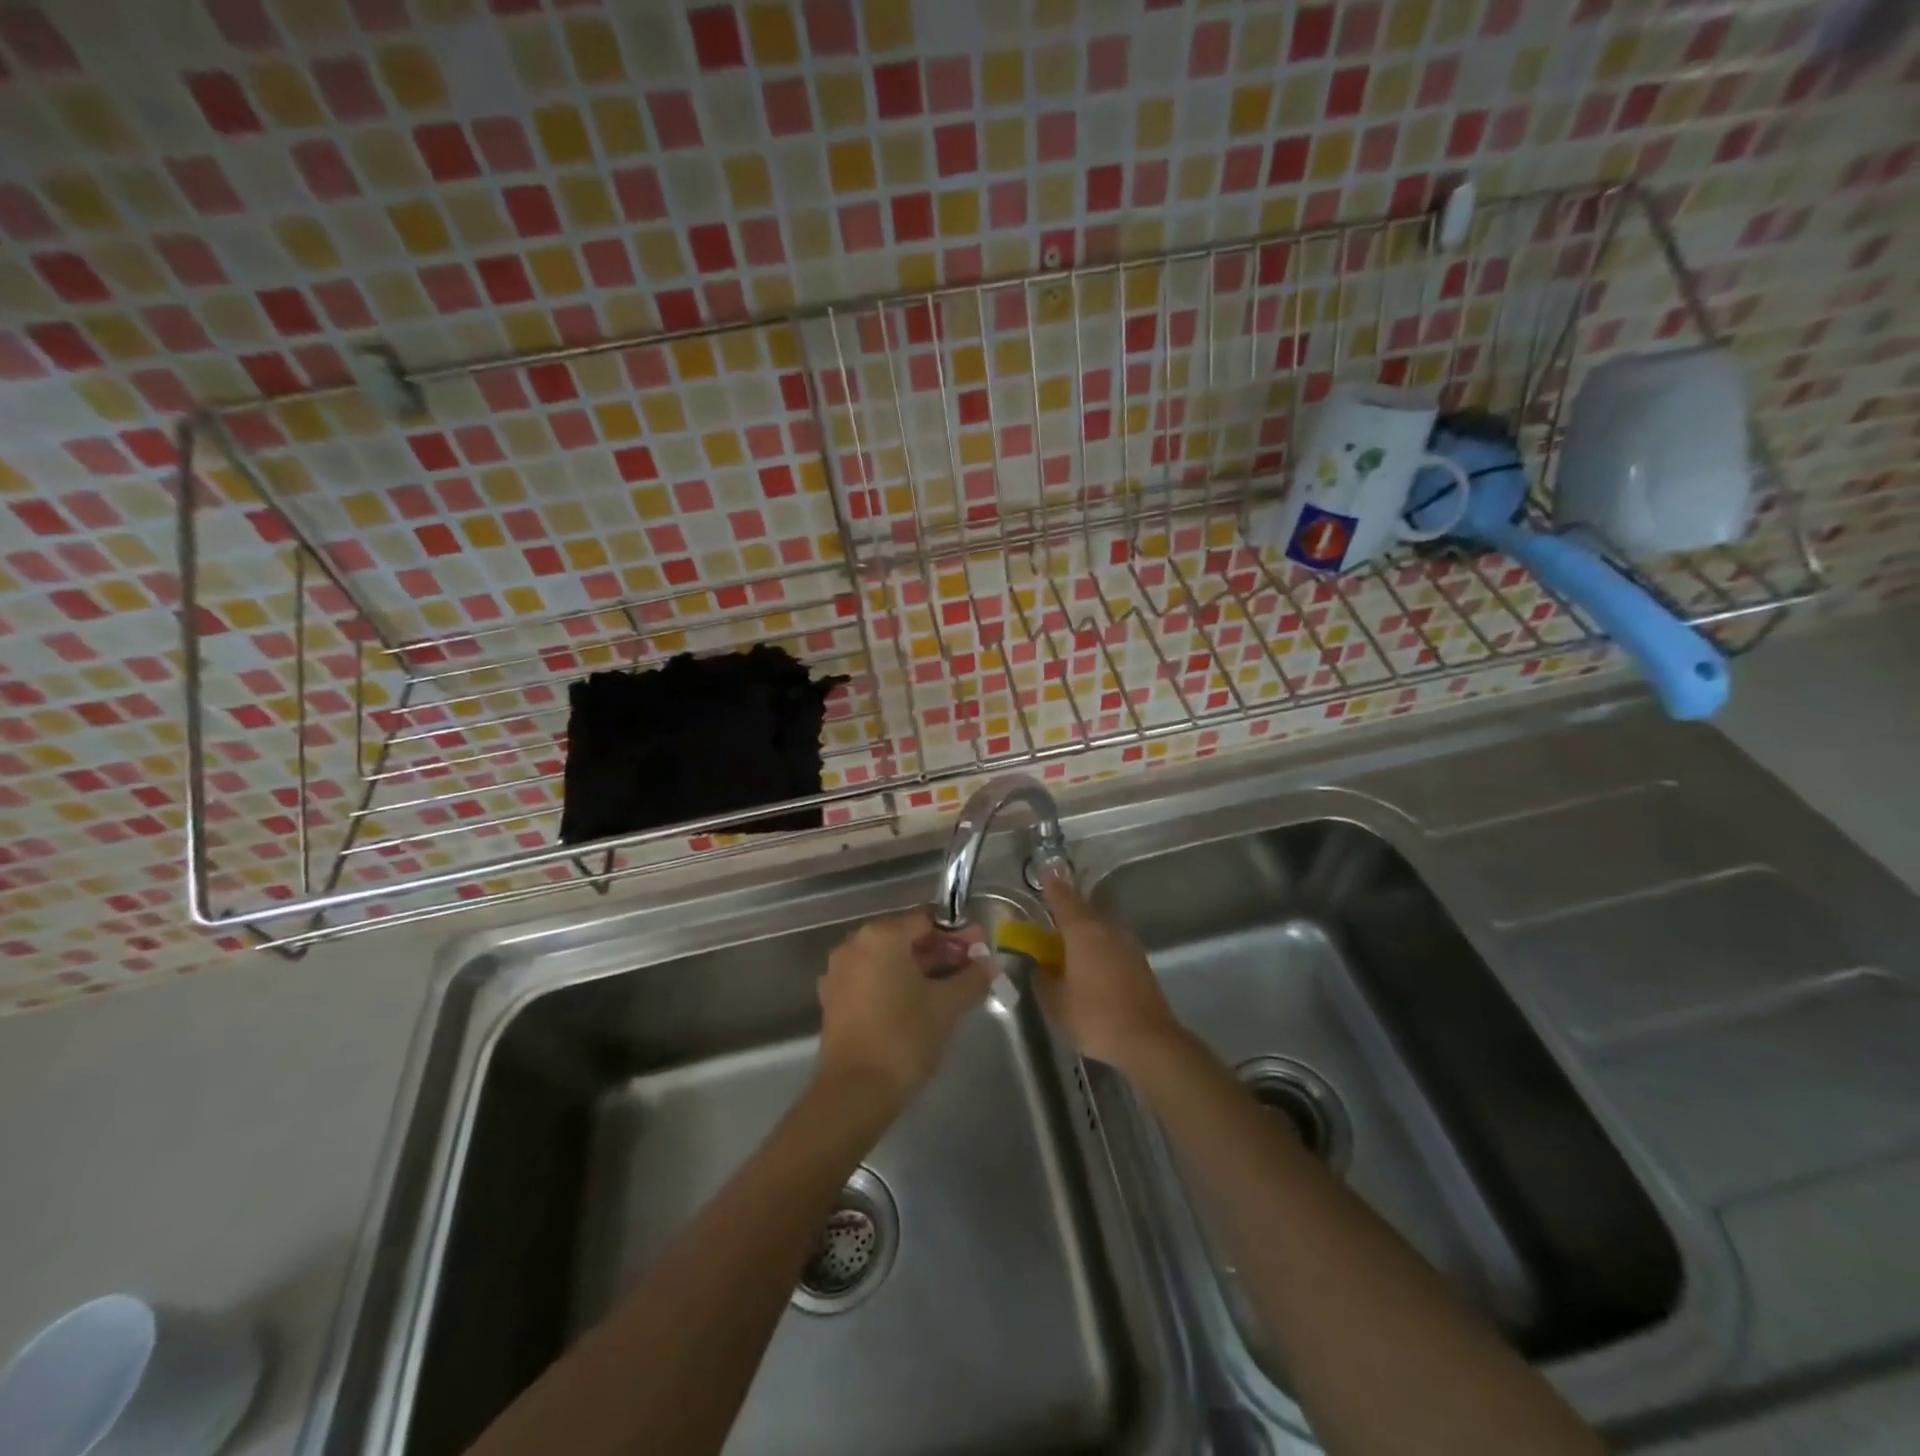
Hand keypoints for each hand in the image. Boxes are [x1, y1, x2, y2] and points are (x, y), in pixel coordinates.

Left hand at [817, 911, 992, 1107]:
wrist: (855, 1091)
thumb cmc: (904, 1037)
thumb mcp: (946, 1005)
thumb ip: (971, 978)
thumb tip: (989, 964)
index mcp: (881, 936)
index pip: (926, 921)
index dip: (957, 935)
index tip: (980, 951)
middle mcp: (855, 945)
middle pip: (906, 938)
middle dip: (940, 951)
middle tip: (971, 969)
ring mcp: (840, 972)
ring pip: (889, 960)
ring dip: (920, 969)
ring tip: (950, 988)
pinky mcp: (834, 999)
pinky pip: (873, 979)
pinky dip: (897, 984)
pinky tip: (920, 1004)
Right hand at [1036, 873, 1183, 1074]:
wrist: (1149, 1041)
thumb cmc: (1095, 1017)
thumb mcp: (1055, 1003)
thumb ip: (1041, 978)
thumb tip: (1039, 965)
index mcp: (1082, 931)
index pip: (1062, 898)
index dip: (1051, 885)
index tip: (1044, 871)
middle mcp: (1106, 928)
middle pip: (1082, 911)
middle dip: (1065, 911)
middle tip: (1049, 918)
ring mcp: (1127, 943)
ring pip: (1098, 928)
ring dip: (1083, 931)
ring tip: (1067, 947)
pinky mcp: (1139, 961)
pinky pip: (1110, 944)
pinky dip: (1097, 947)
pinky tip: (1090, 966)